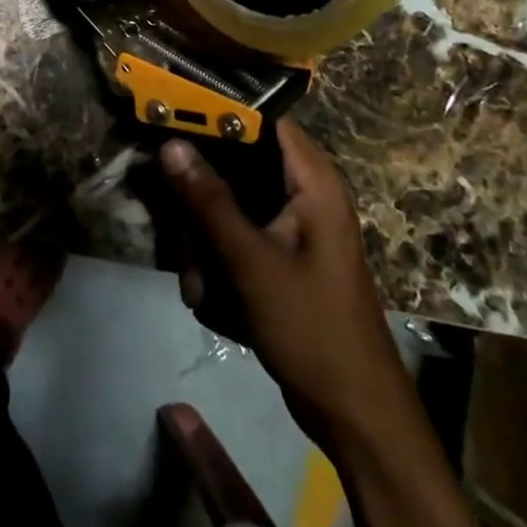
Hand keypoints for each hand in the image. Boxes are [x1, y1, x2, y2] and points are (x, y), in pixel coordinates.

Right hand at [162, 120, 405, 448]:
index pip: (263, 118)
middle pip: (238, 164)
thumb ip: (209, 201)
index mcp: (313, 180)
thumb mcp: (251, 262)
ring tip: (200, 284)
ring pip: (231, 205)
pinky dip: (219, 262)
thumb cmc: (311, 328)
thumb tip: (171, 144)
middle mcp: (305, 193)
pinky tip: (212, 300)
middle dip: (202, 199)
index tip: (171, 117)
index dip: (218, 113)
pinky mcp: (283, 255)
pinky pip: (238, 238)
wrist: (354, 413)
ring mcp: (294, 226)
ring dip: (205, 241)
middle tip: (178, 226)